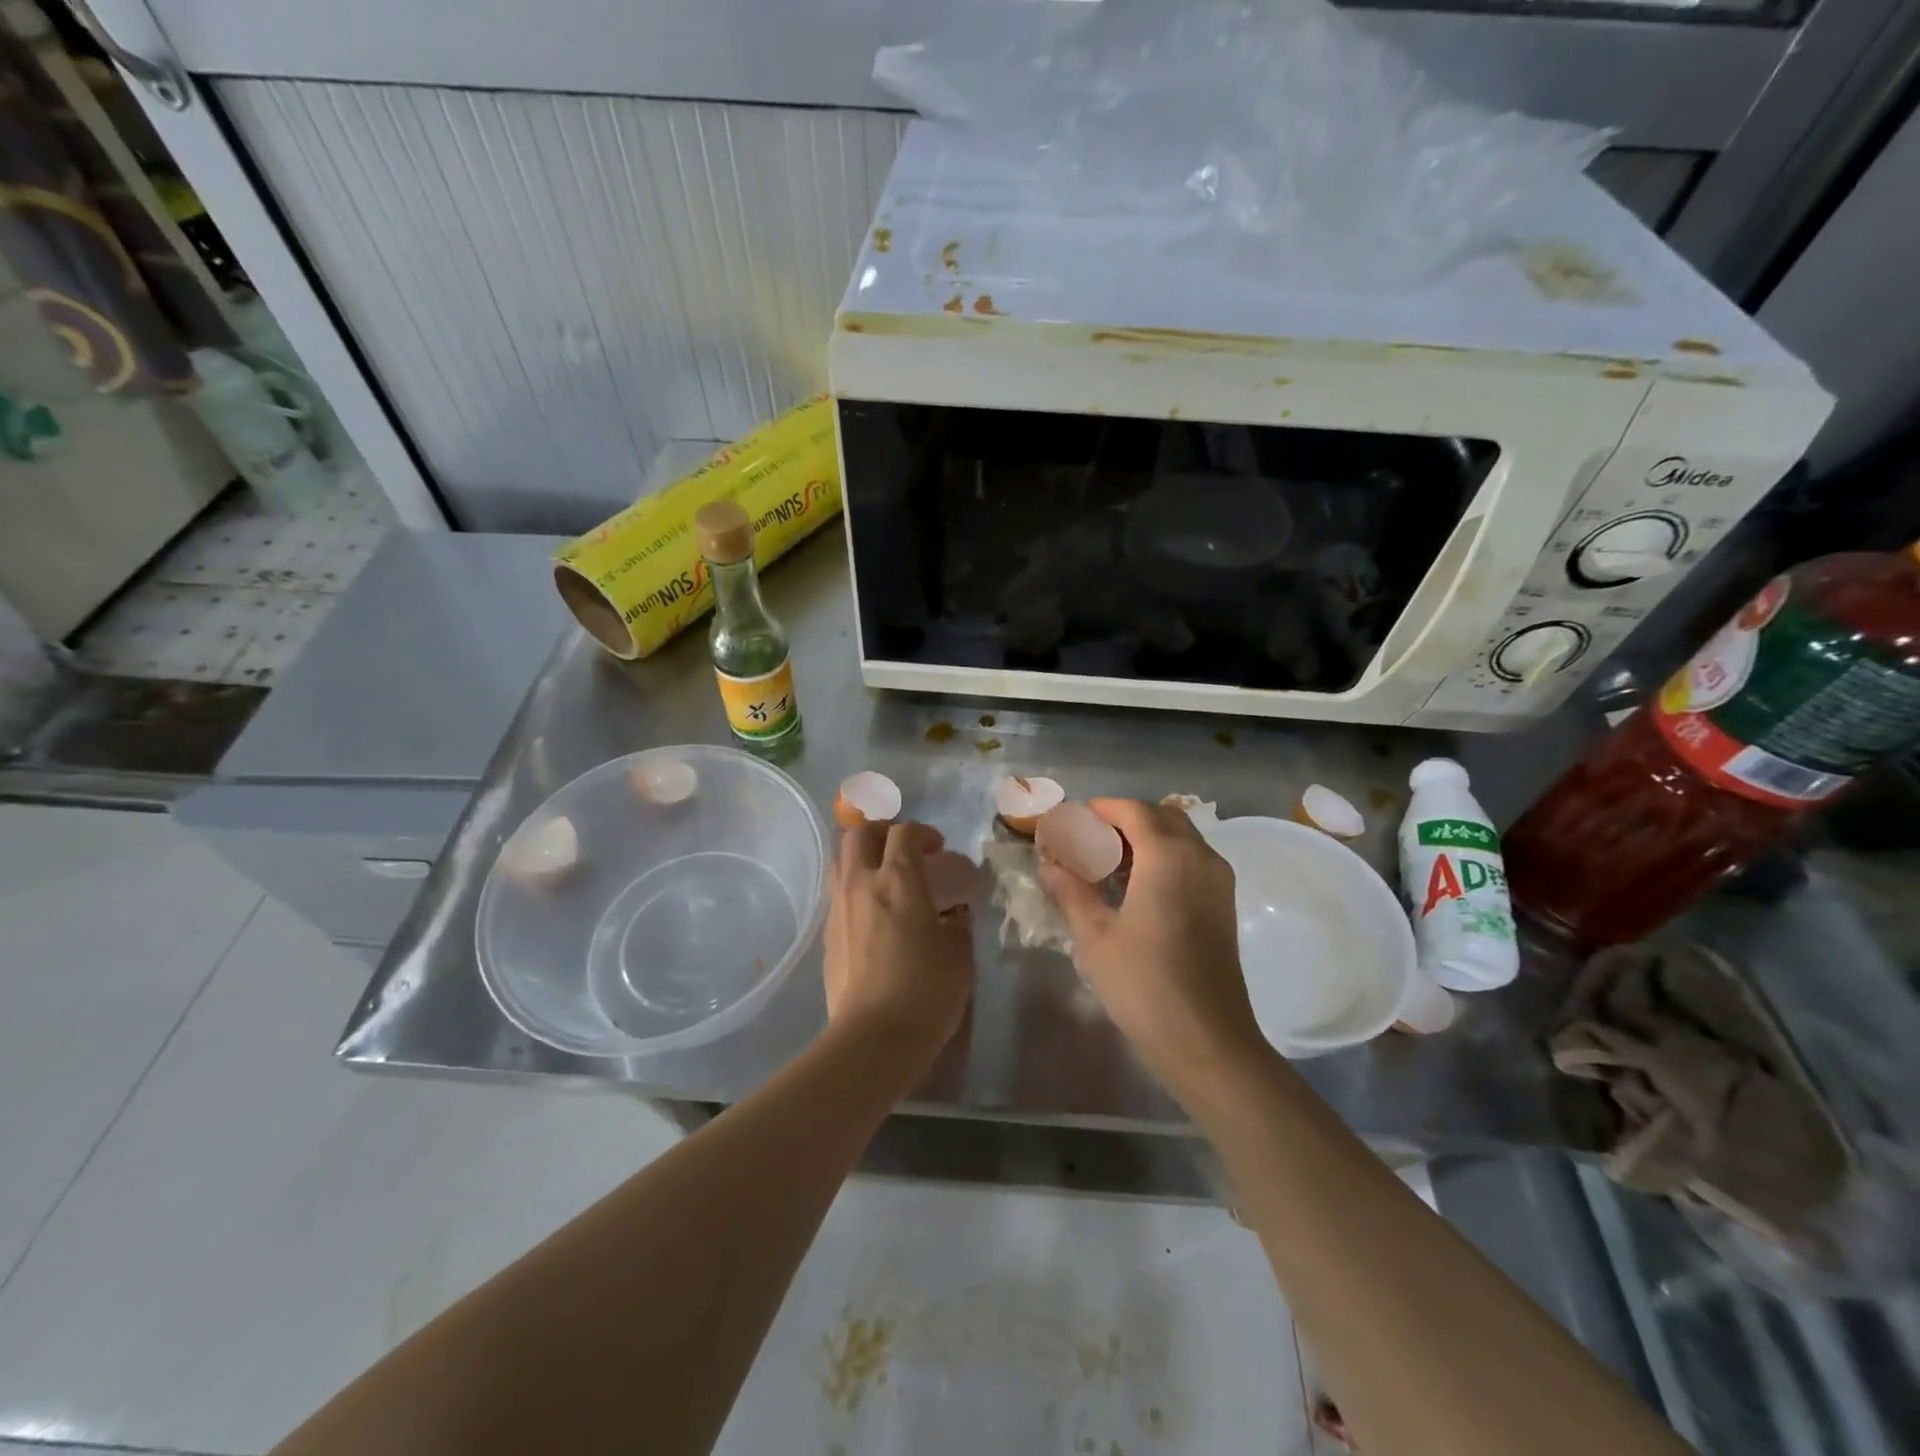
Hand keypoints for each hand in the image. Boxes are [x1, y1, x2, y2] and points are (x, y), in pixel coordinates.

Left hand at [822, 820, 974, 1057]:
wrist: (873, 1038)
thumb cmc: (925, 991)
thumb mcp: (959, 956)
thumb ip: (959, 925)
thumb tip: (955, 914)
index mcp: (899, 880)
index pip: (905, 834)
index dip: (923, 833)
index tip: (938, 848)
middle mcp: (862, 884)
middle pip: (860, 834)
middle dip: (882, 832)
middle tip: (903, 850)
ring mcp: (839, 910)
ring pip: (841, 862)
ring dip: (863, 859)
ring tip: (885, 878)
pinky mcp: (827, 937)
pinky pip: (839, 897)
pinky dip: (856, 891)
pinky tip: (874, 916)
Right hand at [1039, 799, 1265, 1092]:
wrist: (1207, 1041)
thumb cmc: (1144, 985)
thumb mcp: (1095, 936)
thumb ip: (1071, 891)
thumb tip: (1048, 864)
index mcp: (1169, 856)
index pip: (1133, 810)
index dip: (1101, 809)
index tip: (1071, 821)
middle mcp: (1200, 857)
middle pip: (1161, 816)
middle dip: (1124, 819)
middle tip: (1089, 840)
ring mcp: (1218, 881)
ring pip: (1181, 837)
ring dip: (1146, 838)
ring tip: (1108, 864)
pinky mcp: (1224, 904)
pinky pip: (1192, 860)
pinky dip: (1164, 857)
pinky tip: (1136, 888)